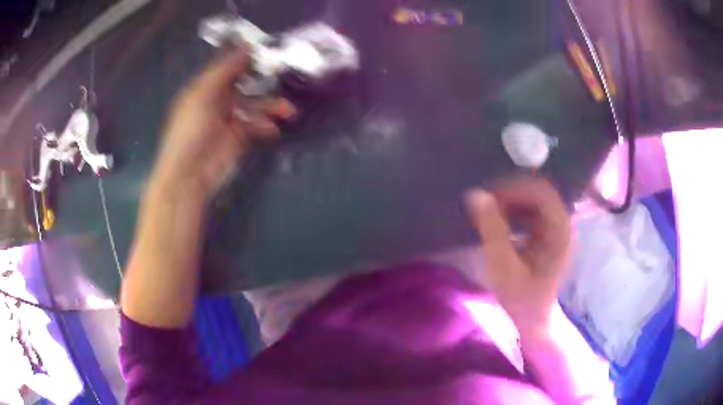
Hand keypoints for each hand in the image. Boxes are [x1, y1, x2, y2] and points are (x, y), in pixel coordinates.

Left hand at [152, 46, 295, 198]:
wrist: (190, 174)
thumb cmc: (191, 130)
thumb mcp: (204, 94)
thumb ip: (225, 70)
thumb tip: (248, 45)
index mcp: (206, 87)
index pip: (229, 66)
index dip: (247, 58)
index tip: (269, 51)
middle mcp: (219, 100)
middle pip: (246, 84)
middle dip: (264, 81)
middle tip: (284, 77)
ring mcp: (230, 119)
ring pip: (255, 105)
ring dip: (271, 106)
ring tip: (288, 111)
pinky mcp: (240, 137)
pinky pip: (257, 125)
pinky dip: (267, 125)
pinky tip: (273, 129)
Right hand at [466, 177, 571, 334]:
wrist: (535, 318)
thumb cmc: (522, 298)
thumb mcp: (504, 266)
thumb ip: (492, 230)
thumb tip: (476, 195)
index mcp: (559, 230)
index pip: (541, 192)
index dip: (514, 188)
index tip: (488, 197)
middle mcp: (562, 223)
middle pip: (538, 192)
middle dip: (510, 193)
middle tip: (485, 203)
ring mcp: (556, 228)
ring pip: (534, 200)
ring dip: (510, 201)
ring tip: (489, 212)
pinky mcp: (548, 233)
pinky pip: (531, 211)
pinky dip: (513, 211)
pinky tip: (499, 221)